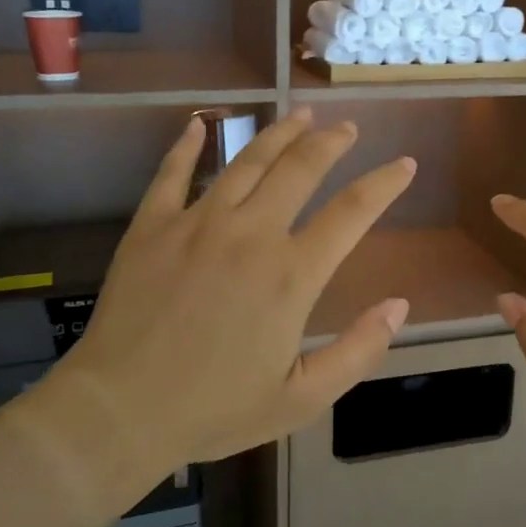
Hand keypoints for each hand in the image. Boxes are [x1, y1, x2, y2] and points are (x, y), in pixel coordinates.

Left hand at [18, 108, 414, 495]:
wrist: (120, 411)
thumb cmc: (215, 410)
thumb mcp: (302, 398)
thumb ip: (358, 350)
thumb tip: (399, 305)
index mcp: (291, 274)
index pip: (352, 212)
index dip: (384, 183)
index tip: (405, 163)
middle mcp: (250, 234)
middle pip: (300, 168)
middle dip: (331, 142)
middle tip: (347, 127)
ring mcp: (197, 223)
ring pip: (246, 161)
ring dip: (278, 133)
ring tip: (299, 115)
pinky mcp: (152, 226)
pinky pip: (172, 172)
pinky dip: (187, 144)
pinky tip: (199, 124)